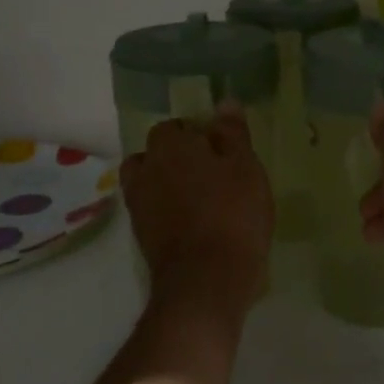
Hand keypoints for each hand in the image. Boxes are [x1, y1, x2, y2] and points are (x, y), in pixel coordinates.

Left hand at [121, 108, 273, 328]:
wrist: (206, 280)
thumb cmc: (232, 213)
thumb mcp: (245, 166)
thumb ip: (232, 133)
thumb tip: (224, 102)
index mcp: (169, 147)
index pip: (173, 127)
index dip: (195, 133)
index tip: (219, 148)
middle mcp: (146, 171)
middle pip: (154, 154)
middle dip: (176, 157)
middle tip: (210, 171)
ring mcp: (139, 207)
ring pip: (149, 183)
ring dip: (167, 184)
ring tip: (200, 197)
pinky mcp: (142, 237)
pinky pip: (152, 211)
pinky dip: (167, 211)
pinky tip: (195, 222)